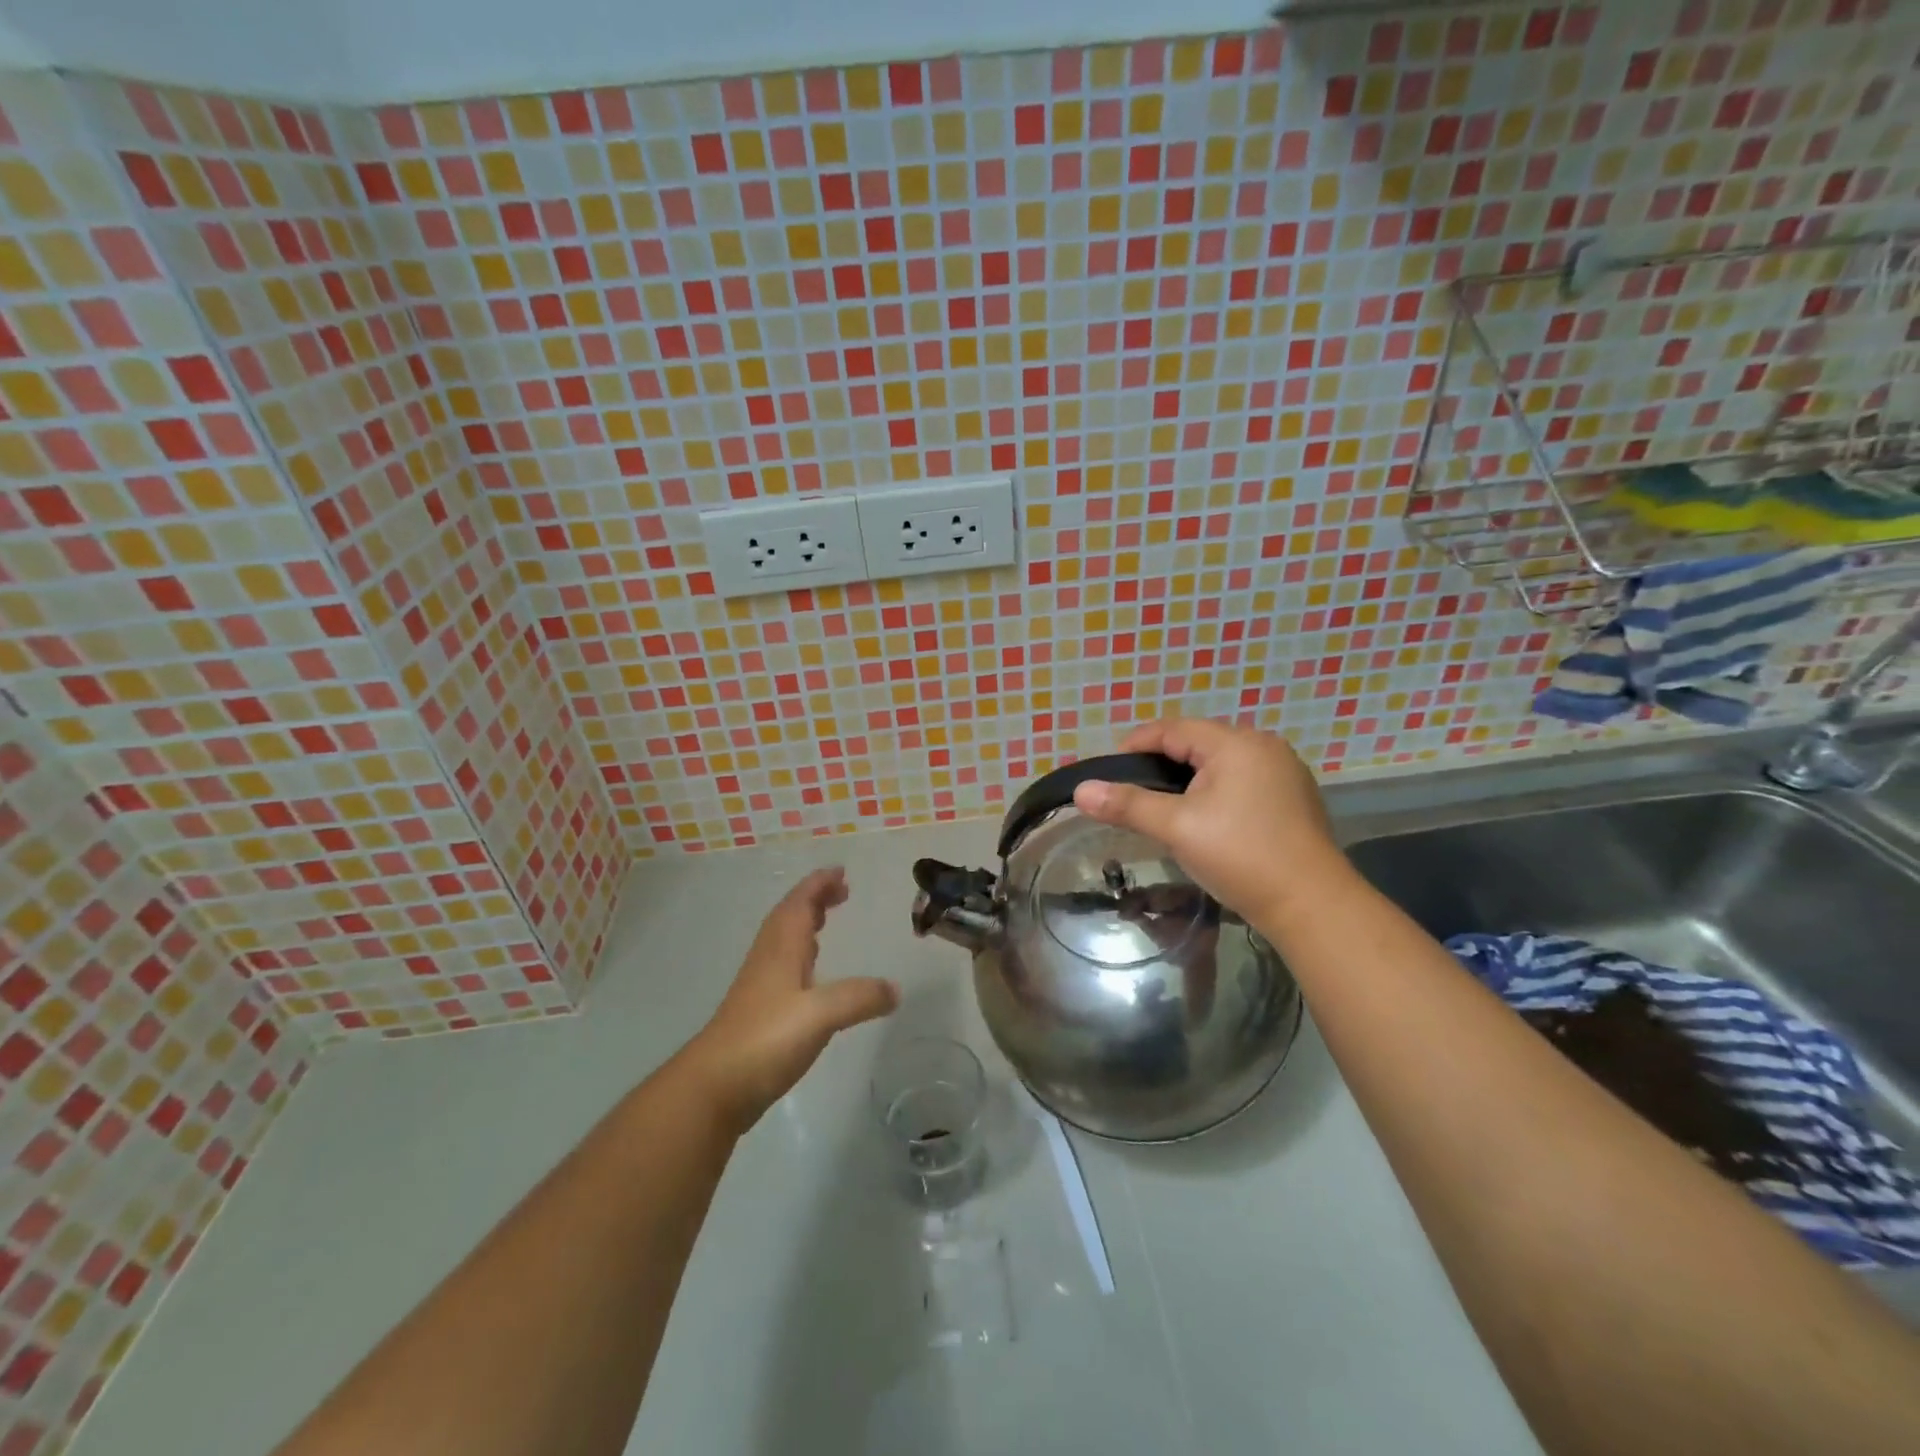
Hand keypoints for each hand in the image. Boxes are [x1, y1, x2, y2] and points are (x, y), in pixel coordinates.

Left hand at [677, 867, 897, 1133]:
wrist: (714, 1087)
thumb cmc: (766, 1039)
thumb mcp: (821, 1015)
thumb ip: (859, 998)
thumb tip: (895, 989)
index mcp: (781, 949)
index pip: (799, 903)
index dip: (818, 884)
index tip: (840, 871)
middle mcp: (769, 959)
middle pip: (790, 917)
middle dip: (814, 899)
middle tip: (840, 891)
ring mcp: (760, 986)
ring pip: (784, 941)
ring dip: (805, 924)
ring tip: (826, 921)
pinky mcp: (759, 1012)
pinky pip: (783, 966)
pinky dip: (801, 955)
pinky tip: (811, 976)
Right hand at [1071, 718, 1350, 932]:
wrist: (1312, 904)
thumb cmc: (1240, 856)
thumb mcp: (1176, 827)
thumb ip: (1128, 804)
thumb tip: (1081, 790)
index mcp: (1235, 743)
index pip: (1173, 729)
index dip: (1136, 744)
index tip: (1109, 770)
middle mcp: (1263, 746)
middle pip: (1198, 742)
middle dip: (1161, 762)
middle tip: (1132, 791)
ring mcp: (1284, 772)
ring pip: (1220, 763)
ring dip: (1188, 778)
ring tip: (1162, 805)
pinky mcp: (1293, 797)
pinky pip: (1242, 780)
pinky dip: (1215, 790)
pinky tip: (1204, 818)